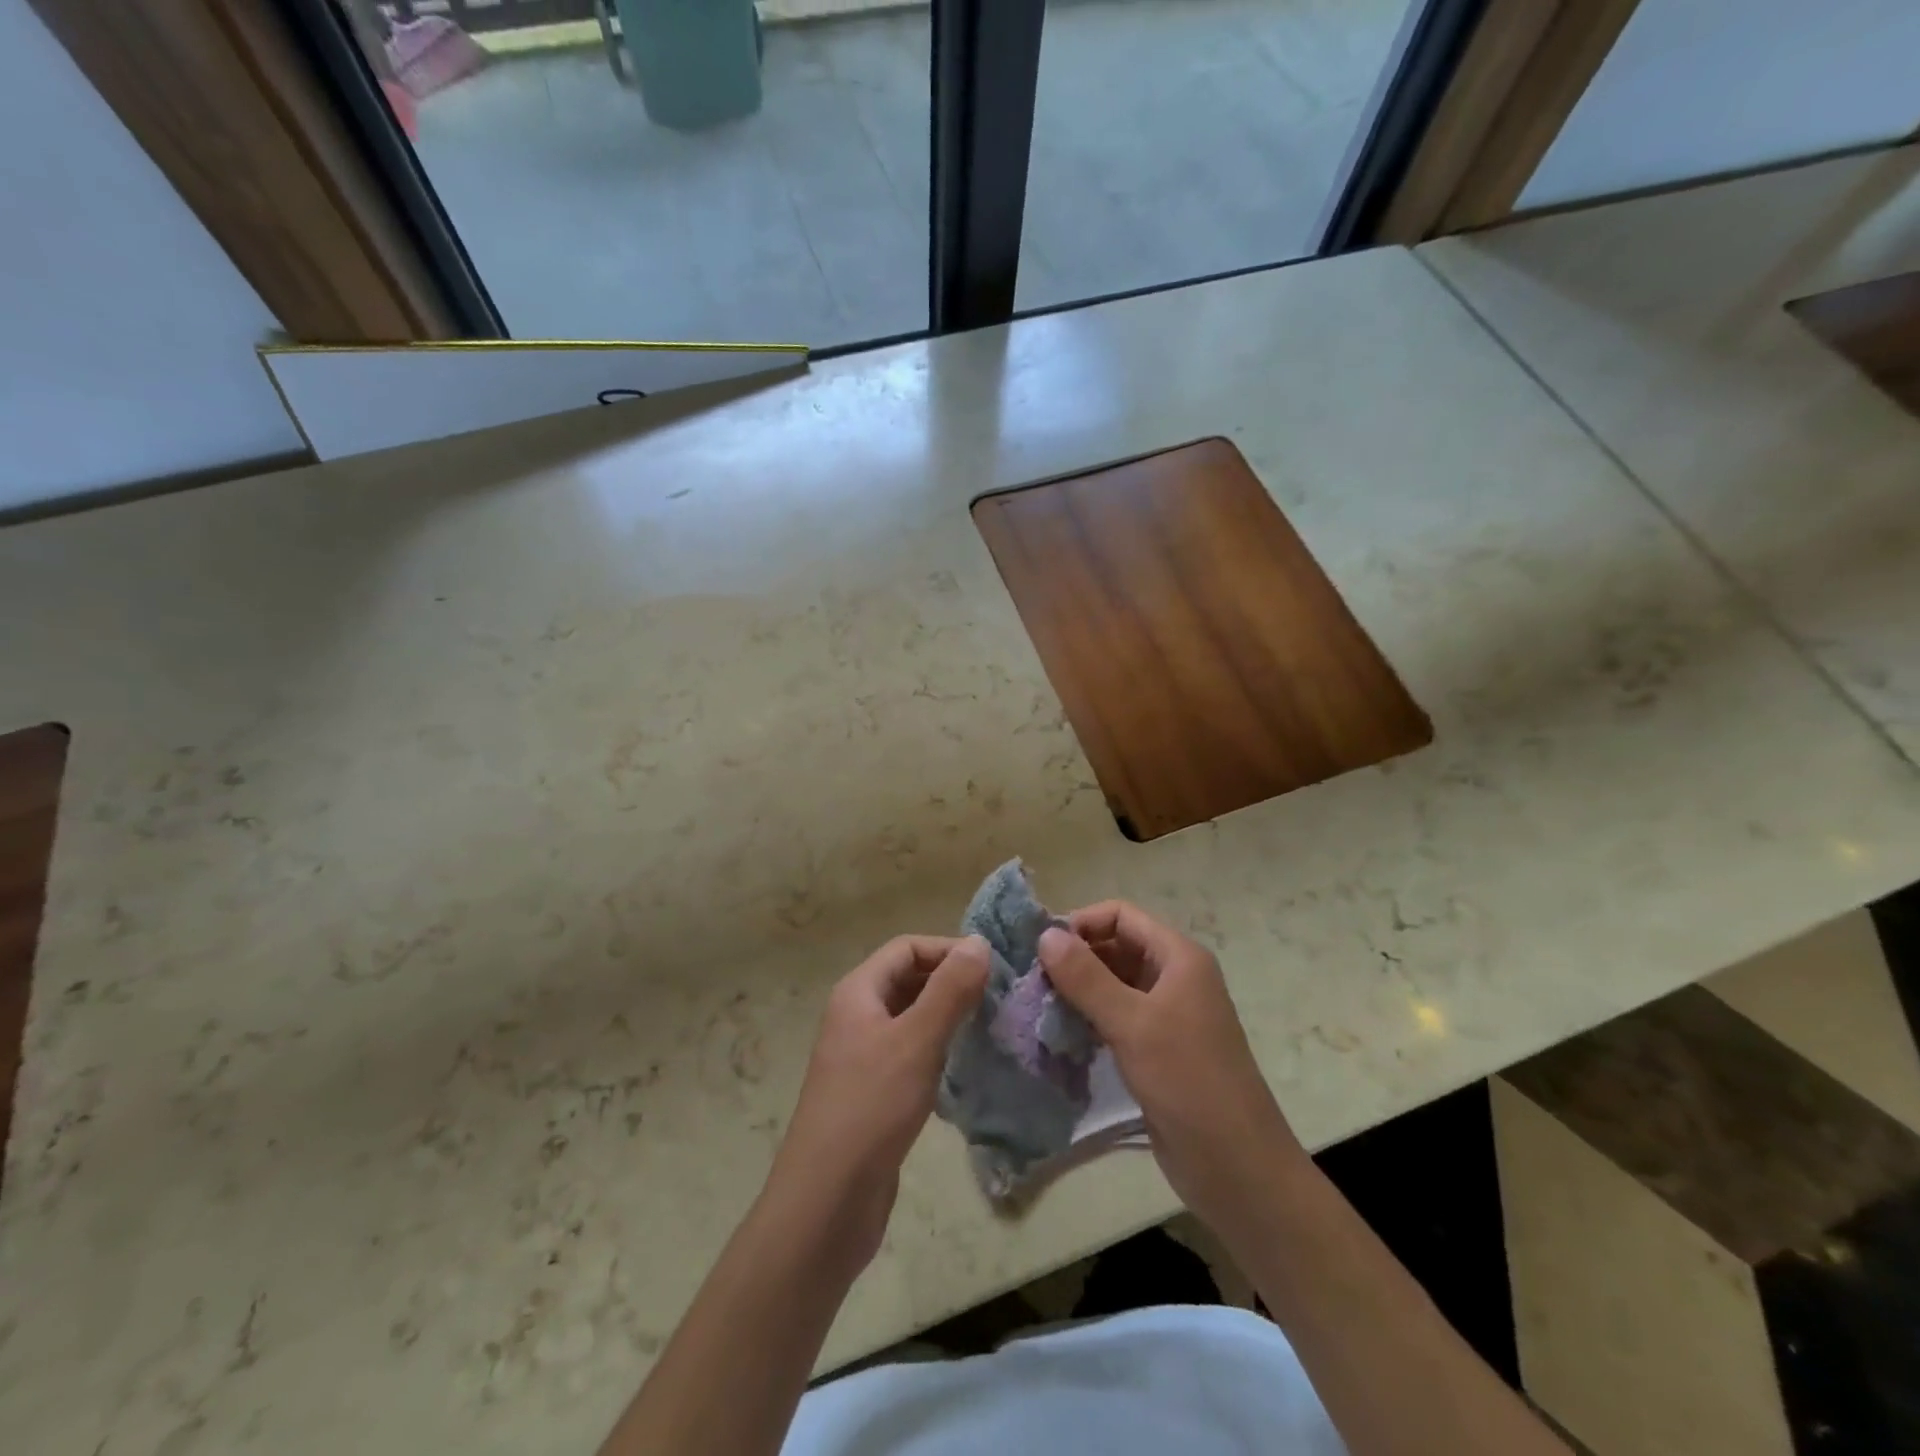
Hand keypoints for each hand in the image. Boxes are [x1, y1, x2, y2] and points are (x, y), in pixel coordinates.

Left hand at [764, 935, 988, 1274]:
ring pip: (911, 1018)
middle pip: (907, 979)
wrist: (826, 1201)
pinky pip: (910, 1054)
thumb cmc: (871, 1107)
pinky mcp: (873, 1093)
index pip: (906, 948)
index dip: (947, 949)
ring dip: (947, 1017)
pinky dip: (937, 1050)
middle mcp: (856, 1016)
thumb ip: (949, 990)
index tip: (992, 968)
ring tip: (990, 1027)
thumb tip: (979, 942)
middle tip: (997, 997)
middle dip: (950, 981)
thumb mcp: (916, 1041)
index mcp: (858, 992)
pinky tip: (965, 1068)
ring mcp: (862, 1056)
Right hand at [1038, 904, 1306, 1239]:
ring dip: (1078, 990)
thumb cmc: (1188, 1082)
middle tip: (1032, 981)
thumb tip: (1045, 934)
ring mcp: (1166, 1015)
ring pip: (1113, 984)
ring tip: (1038, 1006)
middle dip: (1075, 958)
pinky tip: (1060, 1033)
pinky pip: (1116, 1017)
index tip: (1040, 949)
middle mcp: (1173, 977)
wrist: (1237, 1167)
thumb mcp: (1132, 1024)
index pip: (1121, 916)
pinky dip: (1088, 1018)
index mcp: (1178, 957)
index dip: (1081, 923)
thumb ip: (1086, 977)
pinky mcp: (1157, 1049)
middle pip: (1116, 947)